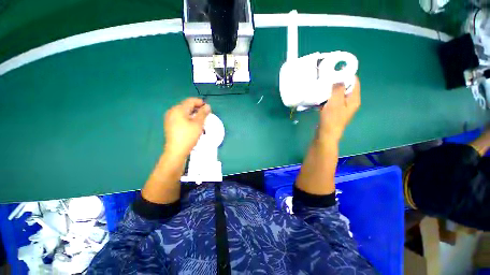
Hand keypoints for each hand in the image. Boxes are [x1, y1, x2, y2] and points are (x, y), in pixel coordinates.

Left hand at [164, 98, 210, 157]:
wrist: (176, 151)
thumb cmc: (188, 136)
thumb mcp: (198, 124)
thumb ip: (203, 113)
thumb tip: (207, 106)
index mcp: (178, 109)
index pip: (190, 101)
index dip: (200, 102)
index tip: (208, 107)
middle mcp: (172, 111)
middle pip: (186, 105)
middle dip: (197, 108)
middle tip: (205, 113)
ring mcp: (169, 118)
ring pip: (183, 111)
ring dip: (193, 113)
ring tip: (200, 119)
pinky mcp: (169, 124)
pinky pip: (180, 117)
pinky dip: (187, 117)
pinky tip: (192, 123)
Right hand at [318, 76, 360, 141]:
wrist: (325, 134)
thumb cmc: (331, 119)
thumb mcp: (335, 102)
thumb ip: (338, 89)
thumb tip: (339, 76)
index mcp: (354, 99)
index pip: (354, 81)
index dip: (346, 73)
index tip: (335, 68)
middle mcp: (350, 102)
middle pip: (346, 87)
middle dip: (337, 81)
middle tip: (326, 77)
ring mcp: (342, 107)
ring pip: (338, 93)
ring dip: (331, 89)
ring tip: (322, 84)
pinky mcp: (334, 111)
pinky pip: (332, 100)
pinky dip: (327, 96)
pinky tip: (320, 95)